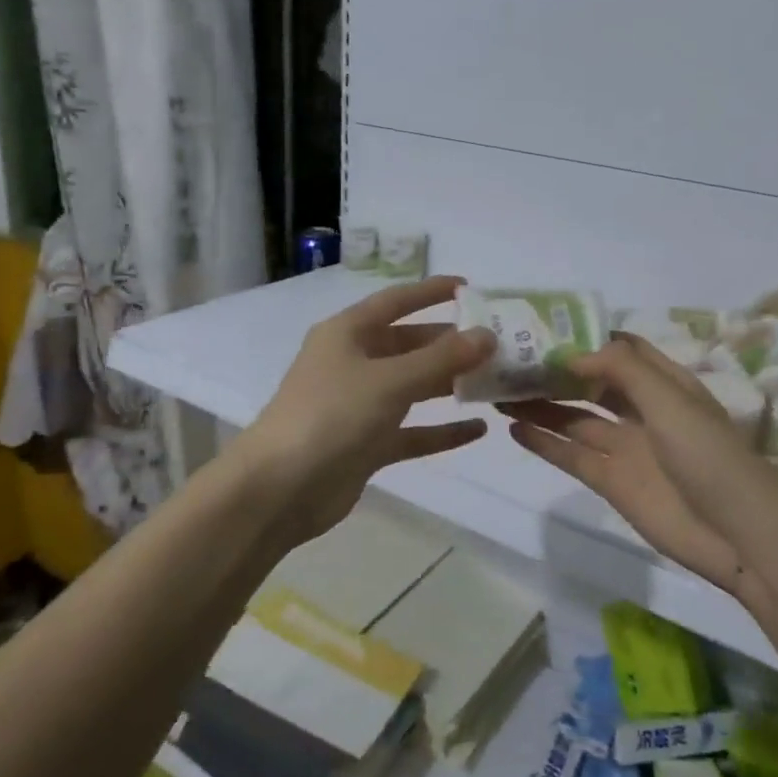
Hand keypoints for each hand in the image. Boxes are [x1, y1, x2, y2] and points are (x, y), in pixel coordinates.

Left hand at [238, 276, 495, 544]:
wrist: (280, 489)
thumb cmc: (332, 416)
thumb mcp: (390, 380)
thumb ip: (441, 358)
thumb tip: (487, 335)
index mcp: (348, 333)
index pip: (396, 301)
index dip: (430, 292)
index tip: (469, 287)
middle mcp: (353, 362)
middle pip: (409, 345)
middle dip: (449, 344)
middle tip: (497, 344)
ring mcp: (359, 405)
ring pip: (412, 387)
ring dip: (449, 384)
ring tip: (495, 381)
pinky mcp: (366, 444)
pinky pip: (412, 431)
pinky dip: (440, 430)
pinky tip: (478, 430)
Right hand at [502, 335, 777, 599]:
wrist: (739, 534)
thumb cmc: (709, 454)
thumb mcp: (670, 399)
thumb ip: (622, 370)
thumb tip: (572, 353)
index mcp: (664, 383)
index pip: (620, 350)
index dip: (586, 338)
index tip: (543, 327)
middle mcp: (642, 410)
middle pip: (591, 383)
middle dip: (555, 371)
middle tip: (510, 360)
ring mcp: (626, 447)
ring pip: (575, 418)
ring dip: (541, 404)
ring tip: (501, 391)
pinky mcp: (612, 482)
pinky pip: (572, 455)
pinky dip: (545, 442)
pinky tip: (514, 428)